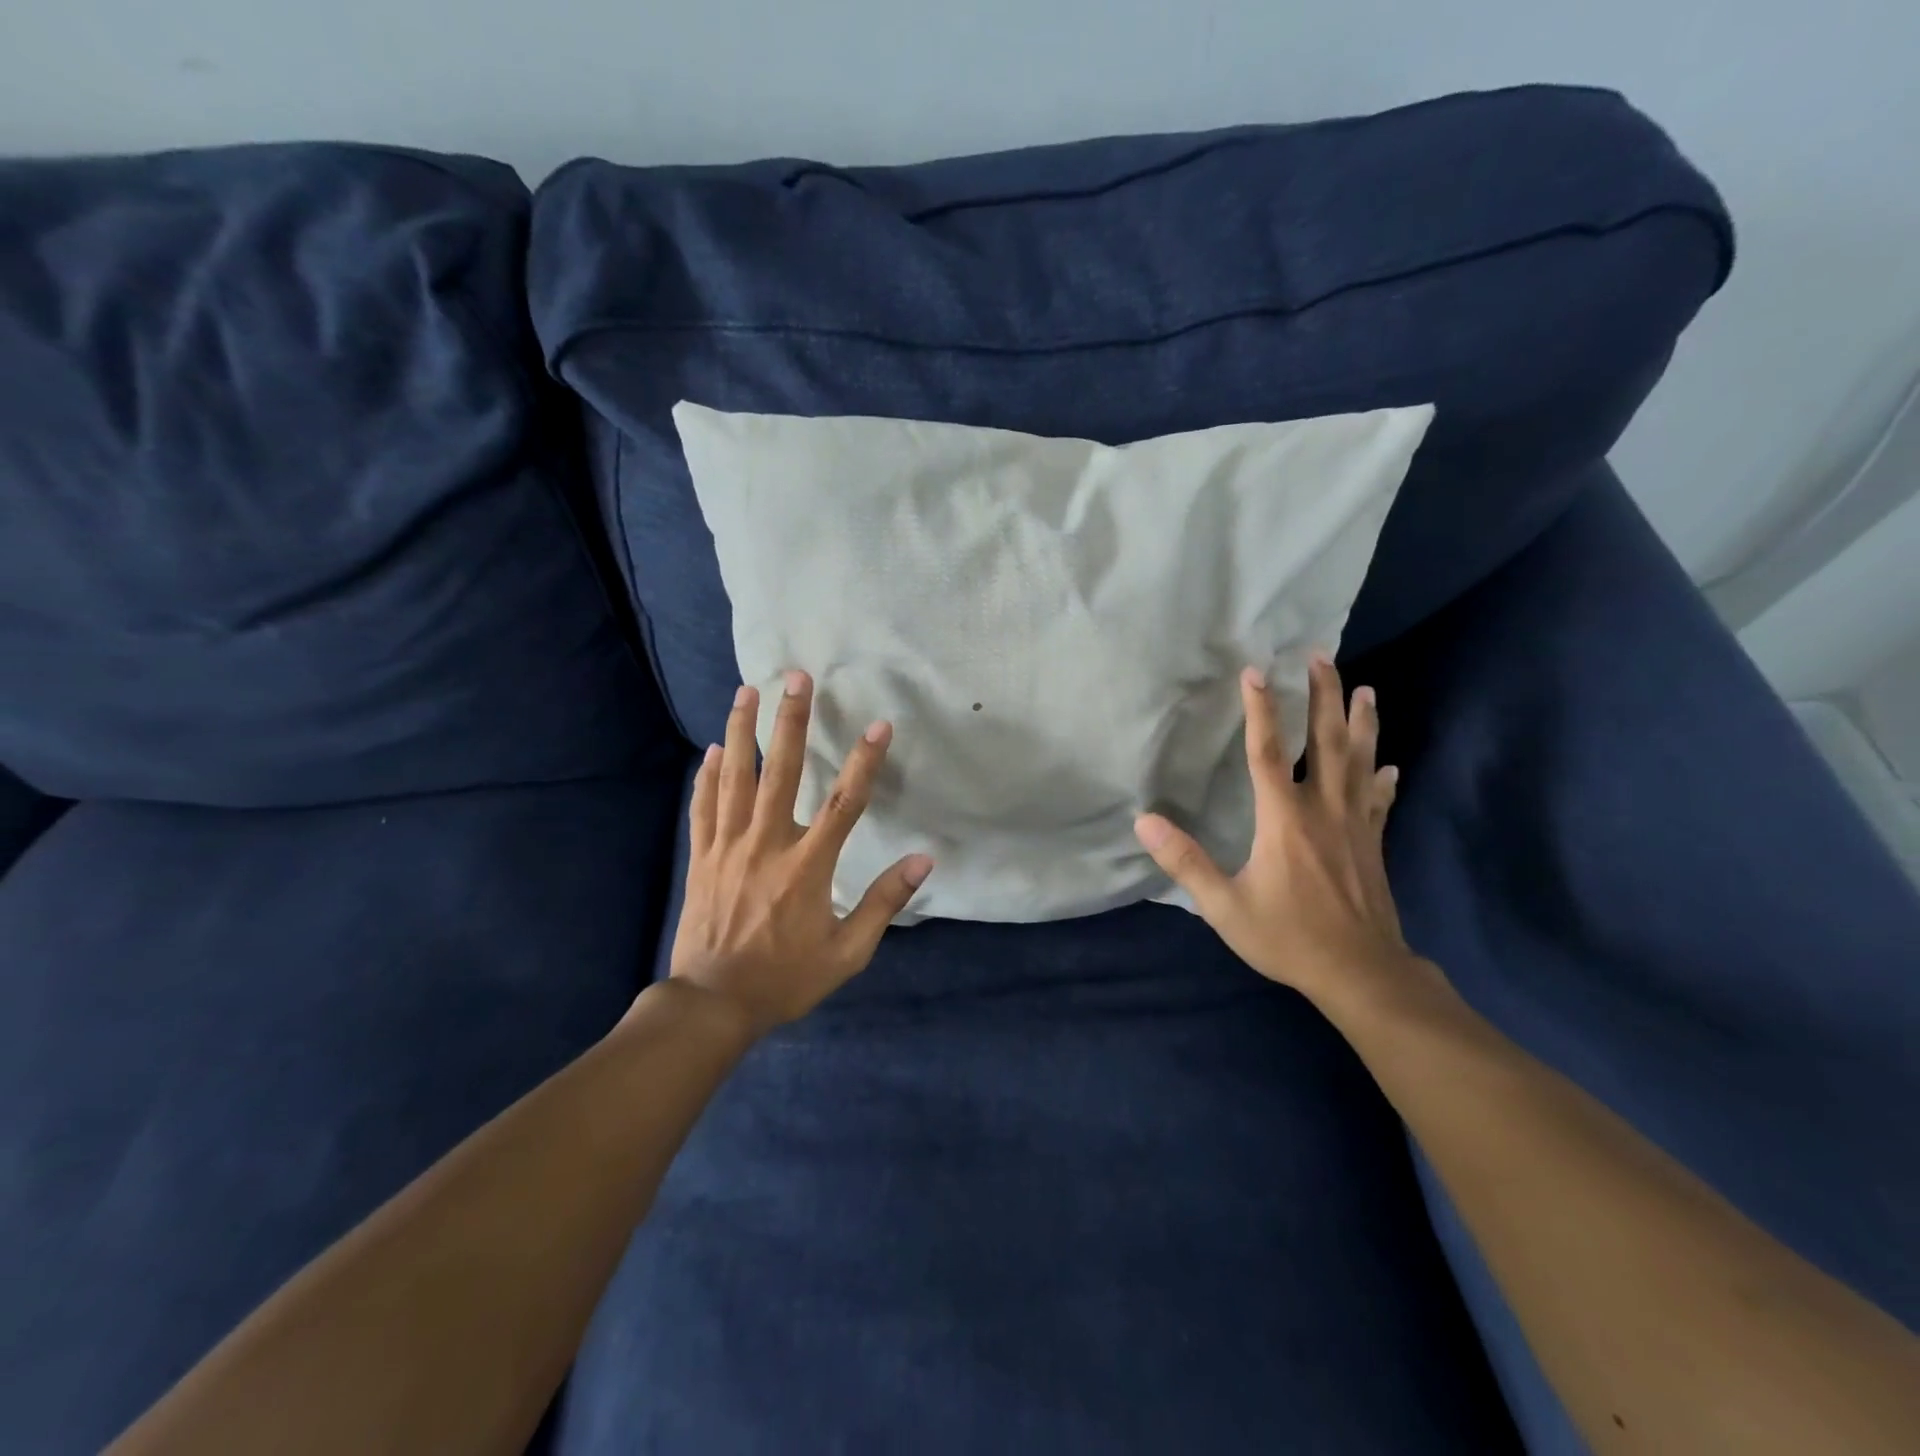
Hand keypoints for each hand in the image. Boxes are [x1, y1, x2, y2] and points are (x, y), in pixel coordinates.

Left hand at [667, 671, 933, 1036]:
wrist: (713, 1003)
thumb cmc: (785, 977)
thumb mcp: (847, 952)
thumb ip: (884, 903)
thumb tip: (923, 861)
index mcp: (807, 866)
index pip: (844, 802)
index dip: (865, 761)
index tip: (880, 725)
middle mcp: (767, 844)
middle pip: (781, 770)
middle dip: (791, 720)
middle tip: (795, 678)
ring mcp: (728, 847)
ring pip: (734, 777)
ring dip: (742, 731)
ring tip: (746, 691)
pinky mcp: (701, 857)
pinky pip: (704, 806)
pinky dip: (707, 775)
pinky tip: (711, 749)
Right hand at [1134, 656, 1415, 1007]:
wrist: (1362, 973)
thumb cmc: (1288, 937)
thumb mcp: (1224, 906)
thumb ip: (1185, 861)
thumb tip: (1145, 821)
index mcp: (1284, 818)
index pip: (1268, 752)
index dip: (1261, 709)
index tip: (1255, 671)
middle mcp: (1323, 809)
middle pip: (1327, 741)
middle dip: (1324, 695)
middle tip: (1321, 656)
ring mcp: (1355, 824)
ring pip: (1361, 760)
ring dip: (1362, 722)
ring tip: (1365, 689)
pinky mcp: (1373, 843)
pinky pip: (1380, 799)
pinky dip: (1383, 776)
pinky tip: (1389, 764)